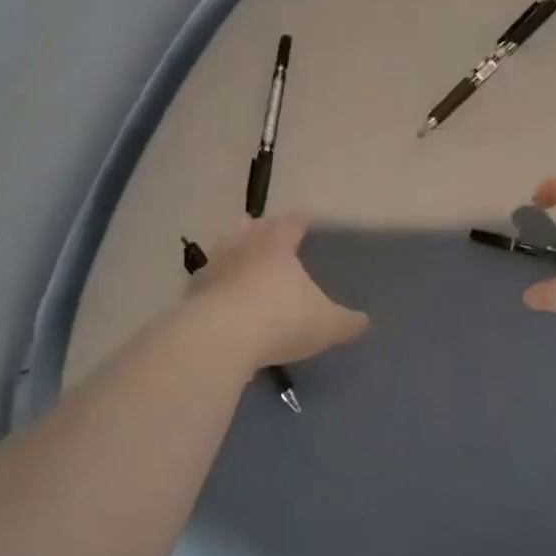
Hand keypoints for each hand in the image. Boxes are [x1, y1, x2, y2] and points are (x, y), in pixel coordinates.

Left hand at [187, 215, 368, 367]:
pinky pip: (206, 281)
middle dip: (262, 227)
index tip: (306, 218)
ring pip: (224, 248)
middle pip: (253, 227)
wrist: (219, 338)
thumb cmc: (280, 320)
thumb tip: (364, 321)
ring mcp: (214, 267)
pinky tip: (218, 294)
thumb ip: (347, 322)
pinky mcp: (191, 293)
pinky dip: (214, 283)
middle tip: (268, 229)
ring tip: (239, 255)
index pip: (292, 222)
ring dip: (233, 250)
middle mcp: (244, 246)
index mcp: (278, 244)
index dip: (301, 220)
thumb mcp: (325, 325)